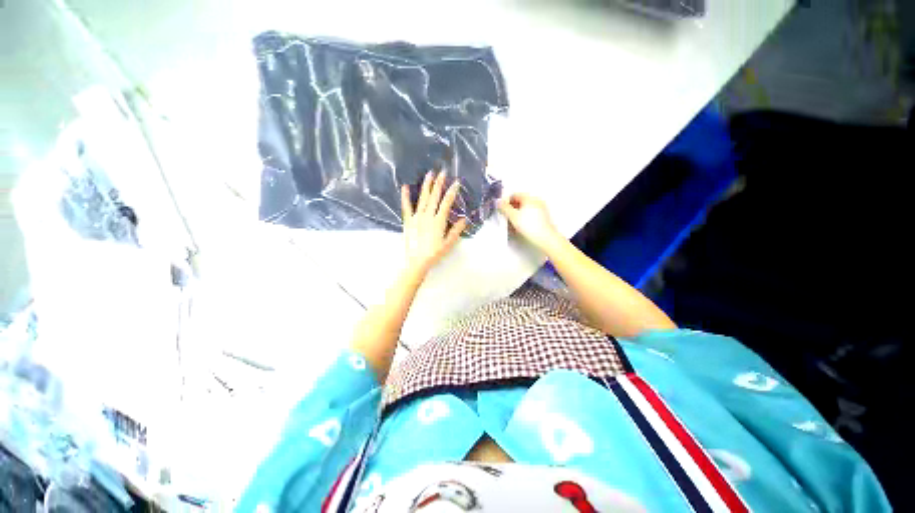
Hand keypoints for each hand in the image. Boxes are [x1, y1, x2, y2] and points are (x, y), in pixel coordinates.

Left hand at [401, 171, 467, 275]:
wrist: (417, 261)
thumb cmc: (434, 253)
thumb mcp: (448, 243)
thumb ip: (456, 230)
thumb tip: (464, 219)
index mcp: (439, 220)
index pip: (447, 202)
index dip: (452, 191)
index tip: (456, 182)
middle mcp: (428, 215)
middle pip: (435, 196)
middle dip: (439, 183)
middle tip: (442, 172)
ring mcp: (417, 217)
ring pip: (423, 198)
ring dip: (426, 185)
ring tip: (429, 174)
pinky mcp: (408, 220)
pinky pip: (406, 206)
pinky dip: (405, 196)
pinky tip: (404, 186)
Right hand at [498, 193, 561, 250]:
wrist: (545, 239)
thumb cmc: (531, 227)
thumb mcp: (513, 217)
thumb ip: (504, 208)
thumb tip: (499, 202)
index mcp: (530, 198)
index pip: (515, 195)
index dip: (506, 201)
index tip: (501, 209)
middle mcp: (536, 202)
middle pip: (519, 202)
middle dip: (511, 209)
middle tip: (506, 217)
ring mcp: (540, 210)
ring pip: (524, 210)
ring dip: (516, 216)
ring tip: (511, 225)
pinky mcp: (542, 218)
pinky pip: (529, 216)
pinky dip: (523, 219)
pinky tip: (519, 228)